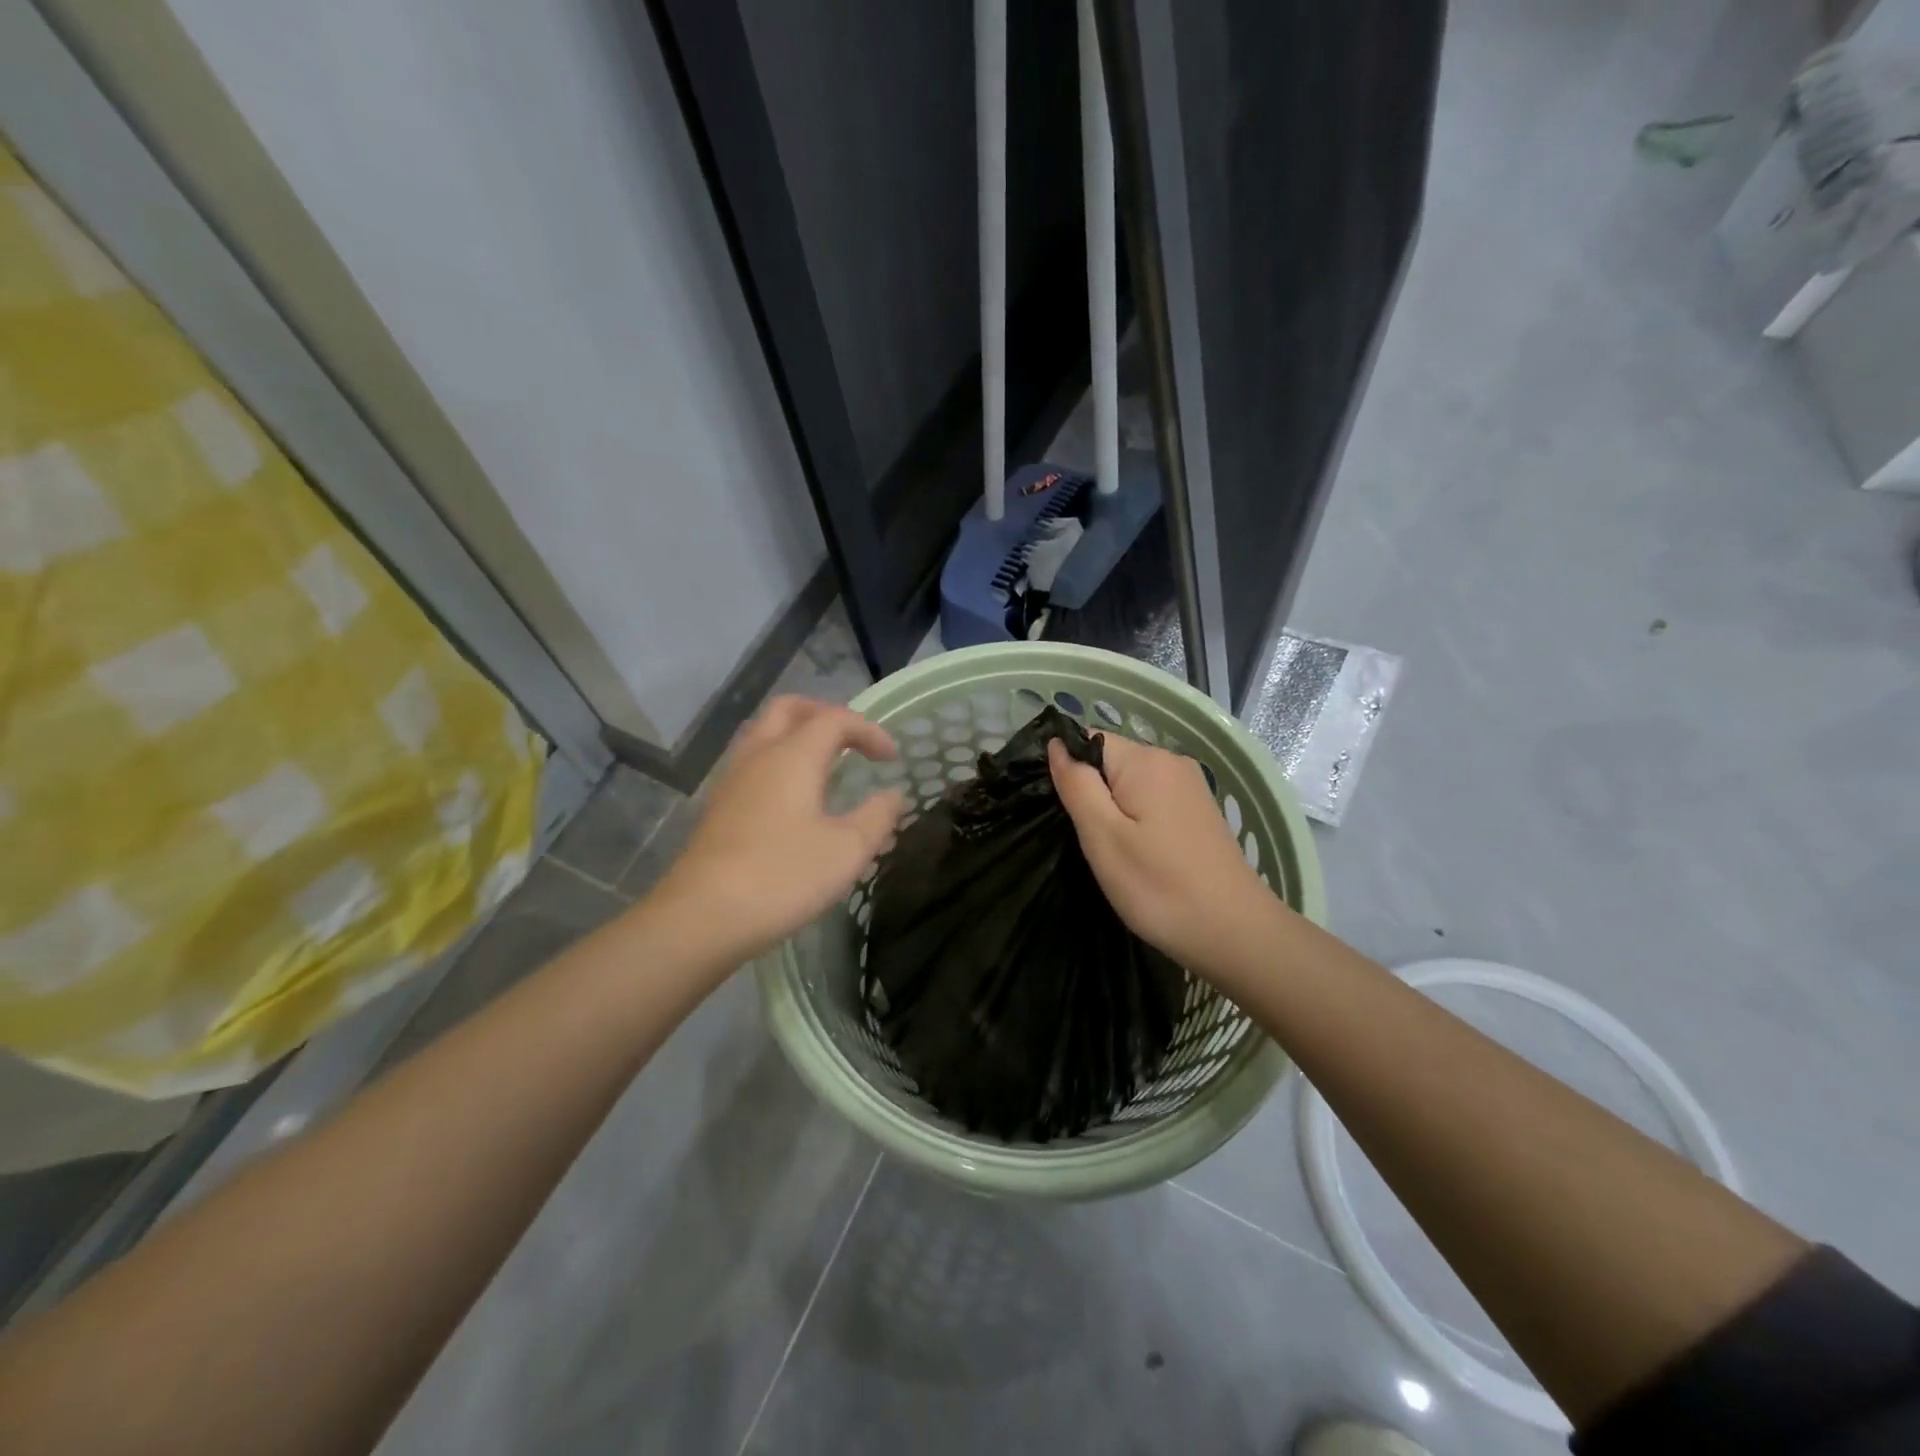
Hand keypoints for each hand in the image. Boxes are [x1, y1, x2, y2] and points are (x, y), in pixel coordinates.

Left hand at [656, 697, 905, 963]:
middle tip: (852, 742)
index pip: (835, 719)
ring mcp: (731, 780)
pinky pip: (751, 762)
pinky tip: (792, 798)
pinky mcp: (717, 807)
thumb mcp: (848, 850)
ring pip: (764, 733)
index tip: (891, 759)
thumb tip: (894, 796)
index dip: (869, 730)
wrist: (701, 917)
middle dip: (826, 715)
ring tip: (825, 765)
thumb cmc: (783, 877)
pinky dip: (778, 762)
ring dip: (798, 736)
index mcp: (793, 755)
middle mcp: (758, 755)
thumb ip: (878, 817)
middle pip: (790, 709)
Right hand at [1047, 733, 1277, 976]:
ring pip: (1131, 784)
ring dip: (1114, 811)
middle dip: (1091, 794)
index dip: (1069, 770)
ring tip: (1113, 852)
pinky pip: (1153, 800)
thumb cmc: (1158, 886)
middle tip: (1088, 841)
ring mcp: (1190, 786)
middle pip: (1111, 761)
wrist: (1235, 933)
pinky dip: (1137, 820)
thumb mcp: (1102, 837)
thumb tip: (1056, 744)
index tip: (1063, 812)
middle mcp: (1171, 761)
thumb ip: (1077, 784)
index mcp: (1145, 760)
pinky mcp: (1199, 811)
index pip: (1088, 741)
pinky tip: (1141, 855)